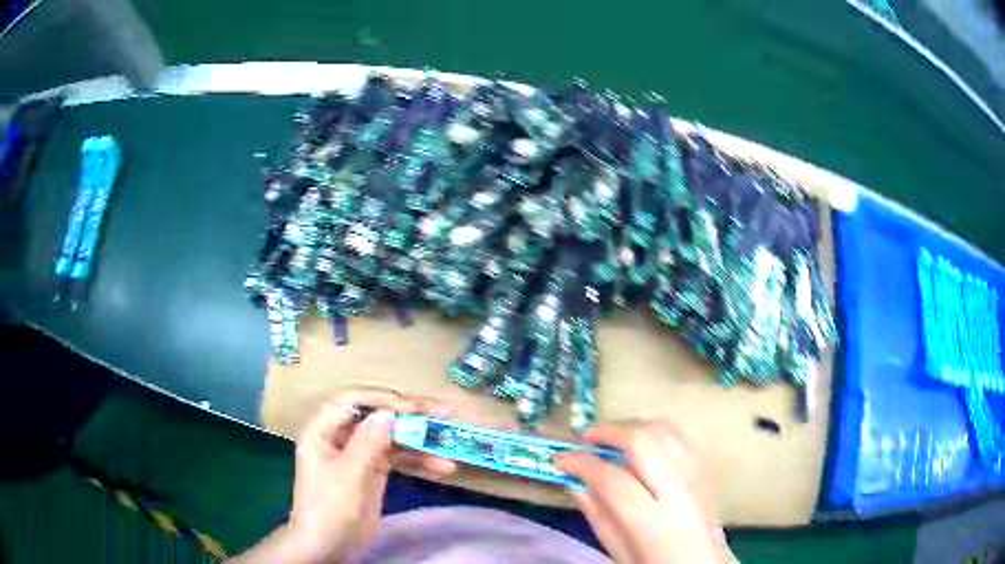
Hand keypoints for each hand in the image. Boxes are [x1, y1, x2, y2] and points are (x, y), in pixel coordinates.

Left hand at [230, 389, 456, 563]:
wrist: (327, 545)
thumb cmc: (328, 507)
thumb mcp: (348, 474)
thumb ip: (368, 442)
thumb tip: (389, 413)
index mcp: (323, 429)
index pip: (354, 401)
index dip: (385, 399)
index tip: (416, 407)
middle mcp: (341, 435)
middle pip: (377, 417)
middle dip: (411, 418)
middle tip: (445, 415)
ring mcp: (359, 453)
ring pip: (392, 438)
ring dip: (420, 444)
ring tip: (449, 451)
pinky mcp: (374, 470)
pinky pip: (398, 458)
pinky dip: (418, 461)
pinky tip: (442, 467)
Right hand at [557, 421, 734, 563]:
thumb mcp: (620, 554)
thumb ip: (598, 517)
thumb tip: (574, 482)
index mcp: (655, 523)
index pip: (613, 479)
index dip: (582, 463)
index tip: (561, 459)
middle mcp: (682, 492)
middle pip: (644, 441)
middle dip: (609, 431)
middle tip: (585, 437)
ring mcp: (700, 475)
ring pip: (666, 430)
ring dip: (633, 427)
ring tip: (611, 438)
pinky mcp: (710, 469)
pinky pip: (682, 436)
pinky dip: (657, 433)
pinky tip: (642, 446)